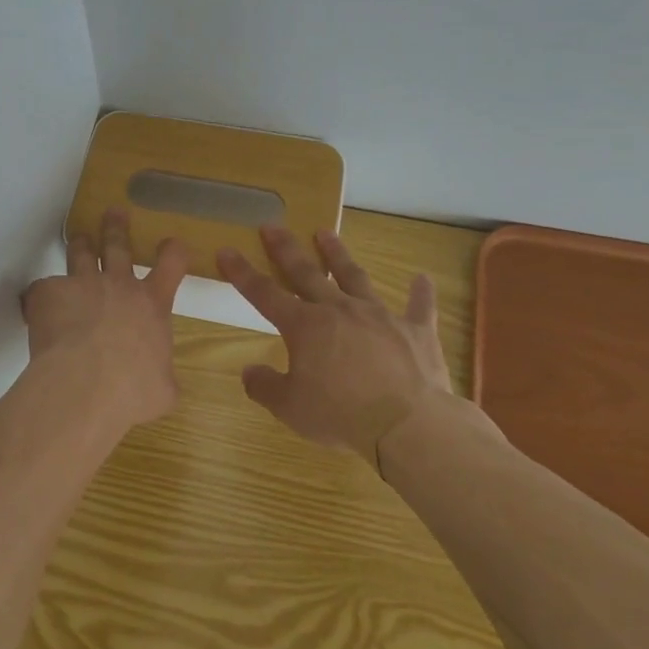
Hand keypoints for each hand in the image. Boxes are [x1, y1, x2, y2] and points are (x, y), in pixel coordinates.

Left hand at [22, 209, 189, 428]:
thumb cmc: (133, 389)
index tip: (171, 243)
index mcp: (152, 305)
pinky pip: (42, 289)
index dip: (172, 252)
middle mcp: (118, 285)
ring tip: (78, 237)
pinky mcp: (48, 293)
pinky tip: (36, 310)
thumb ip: (161, 377)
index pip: (171, 265)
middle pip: (118, 245)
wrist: (87, 384)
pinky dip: (41, 298)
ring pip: (80, 254)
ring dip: (80, 244)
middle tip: (114, 211)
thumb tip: (160, 385)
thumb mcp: (163, 389)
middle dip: (116, 227)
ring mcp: (82, 284)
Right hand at [218, 226, 483, 467]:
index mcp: (304, 326)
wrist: (407, 423)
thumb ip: (265, 387)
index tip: (227, 250)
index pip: (264, 294)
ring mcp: (379, 316)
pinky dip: (420, 293)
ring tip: (325, 233)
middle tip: (273, 226)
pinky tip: (422, 278)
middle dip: (286, 249)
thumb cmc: (340, 414)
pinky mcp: (414, 331)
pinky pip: (418, 307)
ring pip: (354, 277)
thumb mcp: (290, 408)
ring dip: (338, 254)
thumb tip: (249, 372)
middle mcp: (338, 310)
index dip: (242, 272)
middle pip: (307, 273)